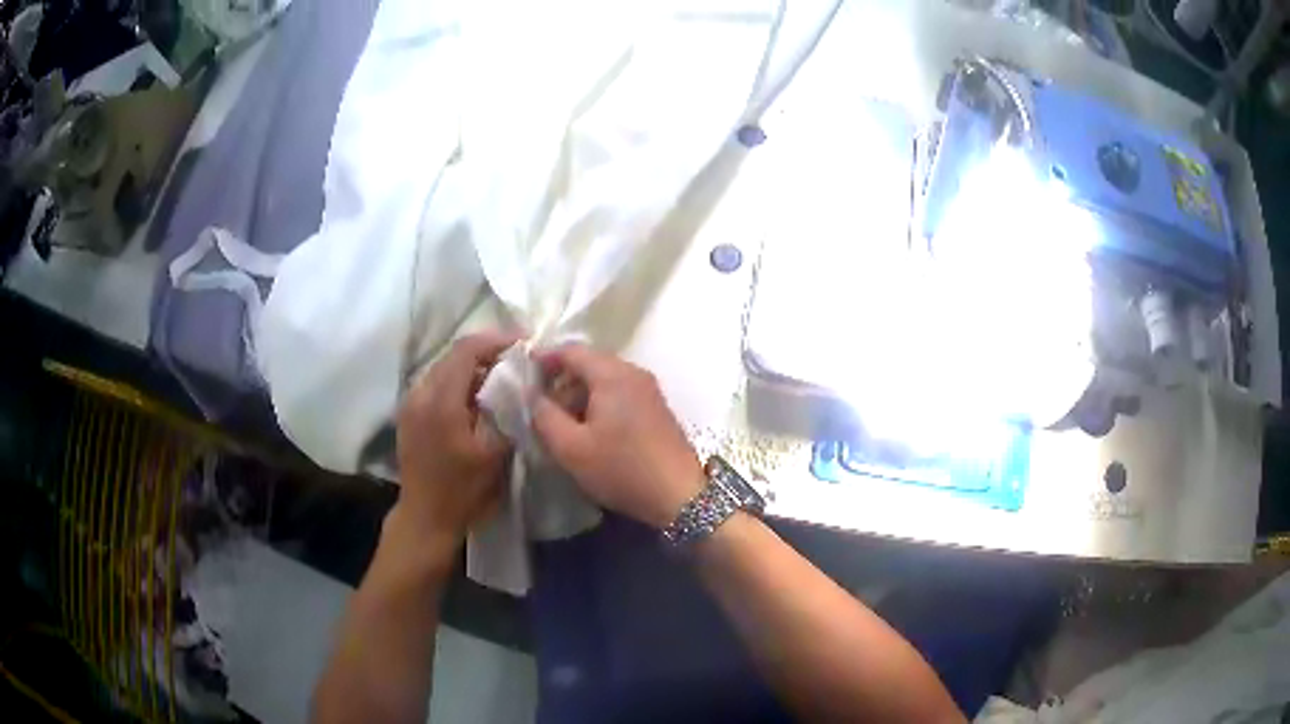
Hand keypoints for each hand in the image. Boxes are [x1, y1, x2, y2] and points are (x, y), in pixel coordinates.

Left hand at [394, 332, 515, 550]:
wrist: (426, 517)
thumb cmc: (463, 490)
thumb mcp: (495, 454)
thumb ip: (507, 413)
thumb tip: (521, 385)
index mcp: (441, 400)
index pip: (467, 350)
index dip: (496, 340)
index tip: (523, 342)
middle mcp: (420, 393)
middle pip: (453, 355)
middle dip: (485, 351)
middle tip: (515, 358)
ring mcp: (411, 404)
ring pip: (443, 368)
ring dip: (471, 366)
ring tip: (499, 377)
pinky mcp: (409, 415)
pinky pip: (435, 385)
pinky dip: (457, 382)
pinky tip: (475, 399)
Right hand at [531, 344, 702, 528]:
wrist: (679, 496)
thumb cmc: (621, 469)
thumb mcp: (571, 448)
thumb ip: (544, 416)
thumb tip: (532, 395)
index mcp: (612, 374)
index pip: (571, 350)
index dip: (543, 359)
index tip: (522, 376)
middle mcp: (633, 372)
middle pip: (589, 363)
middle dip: (561, 380)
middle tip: (540, 406)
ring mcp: (649, 389)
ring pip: (604, 379)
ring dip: (579, 394)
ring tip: (562, 423)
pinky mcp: (656, 407)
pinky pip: (620, 392)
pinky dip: (599, 402)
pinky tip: (589, 430)